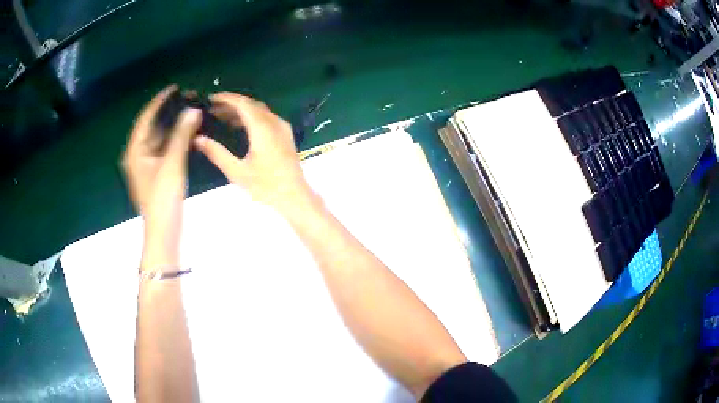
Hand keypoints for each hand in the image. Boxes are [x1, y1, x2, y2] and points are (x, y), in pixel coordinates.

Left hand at [122, 86, 201, 268]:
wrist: (164, 231)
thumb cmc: (163, 198)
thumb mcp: (172, 164)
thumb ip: (181, 135)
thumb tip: (192, 110)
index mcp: (135, 150)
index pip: (146, 118)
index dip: (160, 101)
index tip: (175, 88)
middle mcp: (138, 155)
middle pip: (152, 127)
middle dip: (168, 113)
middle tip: (187, 100)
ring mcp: (146, 165)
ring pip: (159, 138)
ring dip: (173, 126)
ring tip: (190, 113)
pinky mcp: (155, 173)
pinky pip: (164, 149)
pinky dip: (175, 140)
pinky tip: (188, 134)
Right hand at [194, 92, 311, 211]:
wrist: (295, 197)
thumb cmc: (265, 187)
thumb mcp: (237, 172)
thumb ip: (216, 153)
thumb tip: (197, 139)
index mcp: (262, 128)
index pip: (243, 103)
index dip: (226, 98)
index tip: (210, 99)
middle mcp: (274, 122)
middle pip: (251, 104)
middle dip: (231, 104)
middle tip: (212, 109)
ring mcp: (282, 128)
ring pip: (259, 110)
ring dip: (241, 110)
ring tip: (221, 117)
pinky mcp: (285, 134)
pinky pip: (266, 118)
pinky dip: (251, 117)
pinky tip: (238, 126)